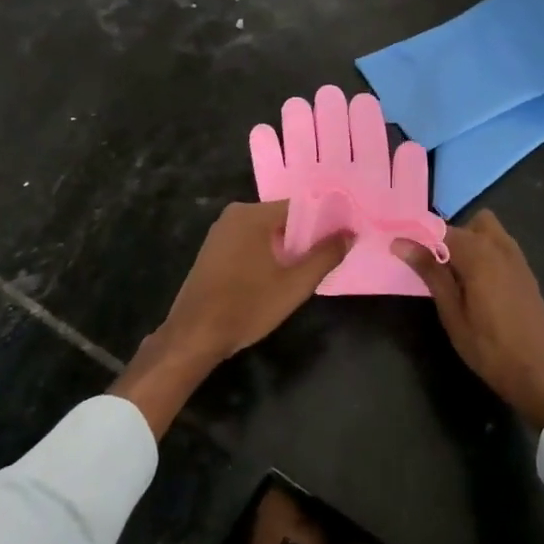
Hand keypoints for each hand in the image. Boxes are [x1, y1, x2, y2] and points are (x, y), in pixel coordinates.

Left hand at [113, 201, 350, 435]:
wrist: (193, 337)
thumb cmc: (247, 306)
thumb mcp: (294, 285)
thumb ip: (325, 256)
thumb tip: (350, 234)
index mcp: (253, 214)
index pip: (300, 206)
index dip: (324, 221)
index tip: (343, 237)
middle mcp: (235, 214)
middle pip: (282, 218)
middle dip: (306, 236)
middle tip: (329, 256)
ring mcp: (220, 232)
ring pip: (266, 232)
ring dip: (286, 247)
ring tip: (308, 268)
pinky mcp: (213, 251)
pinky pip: (249, 243)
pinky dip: (266, 254)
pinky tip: (278, 276)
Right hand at [398, 210, 543, 429]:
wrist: (537, 373)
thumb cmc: (487, 346)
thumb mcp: (451, 312)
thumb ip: (429, 272)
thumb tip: (401, 243)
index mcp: (479, 254)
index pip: (442, 229)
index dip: (421, 236)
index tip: (406, 249)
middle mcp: (501, 246)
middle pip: (472, 222)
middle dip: (452, 236)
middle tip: (439, 267)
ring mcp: (518, 258)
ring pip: (490, 232)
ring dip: (471, 243)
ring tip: (458, 278)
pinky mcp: (527, 272)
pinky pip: (502, 248)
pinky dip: (487, 254)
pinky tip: (480, 286)